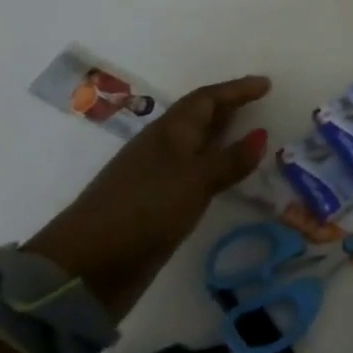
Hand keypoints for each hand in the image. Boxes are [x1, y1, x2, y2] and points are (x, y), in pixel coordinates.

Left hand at [26, 75, 271, 318]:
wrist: (87, 267)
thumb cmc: (144, 210)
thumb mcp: (194, 182)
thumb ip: (230, 160)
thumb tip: (262, 135)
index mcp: (169, 132)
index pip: (206, 99)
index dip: (236, 90)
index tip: (266, 85)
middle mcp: (163, 148)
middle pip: (199, 118)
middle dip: (229, 108)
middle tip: (260, 104)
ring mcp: (157, 177)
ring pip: (196, 146)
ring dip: (222, 138)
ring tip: (252, 137)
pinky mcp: (156, 206)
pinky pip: (194, 174)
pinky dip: (215, 168)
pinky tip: (228, 178)